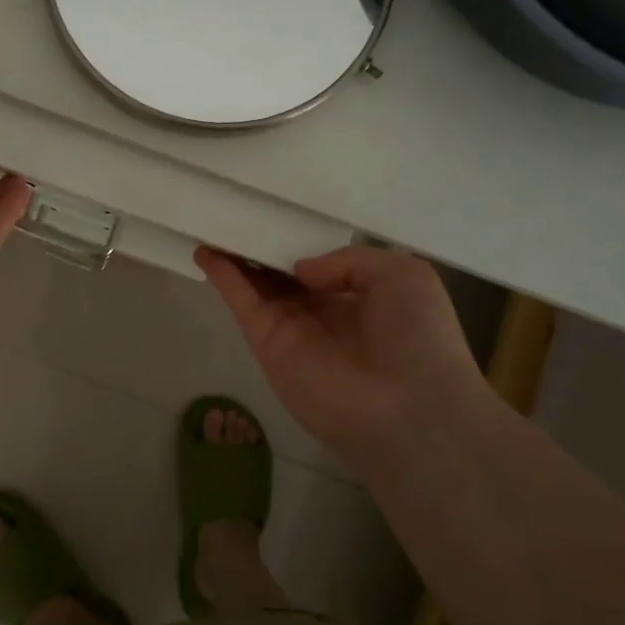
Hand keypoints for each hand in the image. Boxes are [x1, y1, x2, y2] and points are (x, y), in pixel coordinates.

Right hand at [196, 244, 486, 459]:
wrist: (409, 406)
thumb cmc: (418, 336)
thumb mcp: (402, 274)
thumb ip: (348, 259)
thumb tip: (302, 269)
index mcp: (359, 299)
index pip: (319, 268)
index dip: (297, 245)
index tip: (278, 219)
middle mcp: (322, 315)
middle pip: (281, 276)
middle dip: (260, 250)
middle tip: (235, 218)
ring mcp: (292, 331)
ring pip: (257, 287)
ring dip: (235, 259)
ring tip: (212, 226)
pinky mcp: (268, 346)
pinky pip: (242, 304)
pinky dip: (223, 277)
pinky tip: (206, 251)